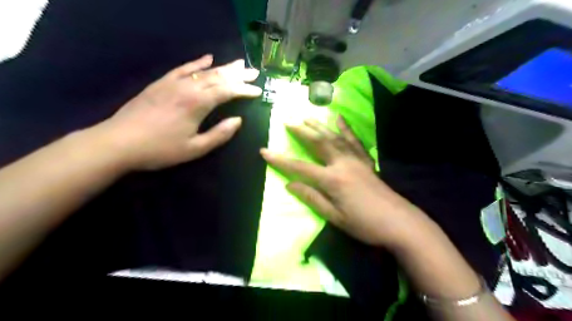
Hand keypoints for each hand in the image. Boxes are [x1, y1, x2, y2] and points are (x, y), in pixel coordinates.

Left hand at [95, 54, 259, 170]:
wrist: (118, 142)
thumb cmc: (160, 150)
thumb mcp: (195, 149)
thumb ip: (219, 134)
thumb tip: (238, 121)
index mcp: (197, 104)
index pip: (227, 91)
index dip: (244, 90)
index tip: (258, 90)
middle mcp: (188, 88)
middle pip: (218, 77)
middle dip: (238, 75)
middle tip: (254, 72)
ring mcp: (173, 83)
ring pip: (204, 71)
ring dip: (223, 67)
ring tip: (239, 64)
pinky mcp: (162, 83)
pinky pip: (183, 68)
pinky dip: (197, 62)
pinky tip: (208, 58)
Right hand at [261, 116, 425, 246]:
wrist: (399, 222)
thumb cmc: (364, 224)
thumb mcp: (334, 217)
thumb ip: (312, 198)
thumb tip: (289, 185)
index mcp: (332, 180)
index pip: (300, 167)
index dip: (280, 160)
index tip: (264, 151)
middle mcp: (342, 164)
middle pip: (318, 143)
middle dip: (301, 131)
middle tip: (288, 121)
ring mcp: (356, 160)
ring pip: (334, 137)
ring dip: (319, 126)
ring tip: (307, 116)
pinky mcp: (366, 161)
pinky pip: (354, 141)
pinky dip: (346, 128)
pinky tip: (339, 118)